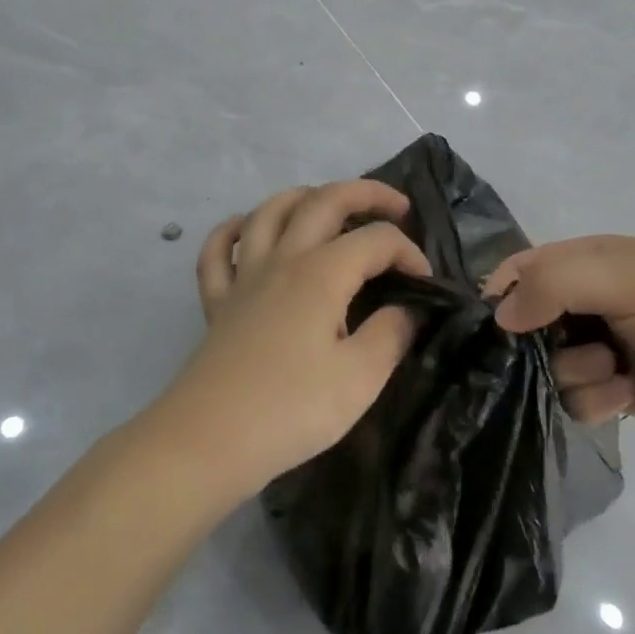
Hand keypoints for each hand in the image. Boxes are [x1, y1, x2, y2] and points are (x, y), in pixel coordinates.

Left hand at [151, 180, 430, 501]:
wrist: (209, 440)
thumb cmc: (291, 410)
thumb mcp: (360, 379)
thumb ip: (390, 335)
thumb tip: (405, 309)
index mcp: (322, 273)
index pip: (376, 240)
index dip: (408, 252)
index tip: (425, 284)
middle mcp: (283, 259)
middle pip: (323, 201)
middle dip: (366, 193)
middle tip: (396, 206)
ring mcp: (244, 276)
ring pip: (270, 211)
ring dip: (304, 197)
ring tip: (328, 205)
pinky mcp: (217, 300)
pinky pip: (218, 249)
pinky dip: (233, 229)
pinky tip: (248, 231)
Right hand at [487, 236, 634, 447]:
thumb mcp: (625, 279)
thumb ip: (554, 285)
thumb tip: (498, 315)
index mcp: (588, 261)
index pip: (521, 271)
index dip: (501, 296)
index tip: (496, 330)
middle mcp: (590, 302)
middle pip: (528, 327)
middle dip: (538, 346)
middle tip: (567, 350)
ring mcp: (606, 348)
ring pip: (551, 368)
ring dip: (577, 375)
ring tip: (618, 373)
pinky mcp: (621, 392)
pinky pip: (578, 401)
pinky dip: (596, 402)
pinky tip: (629, 398)